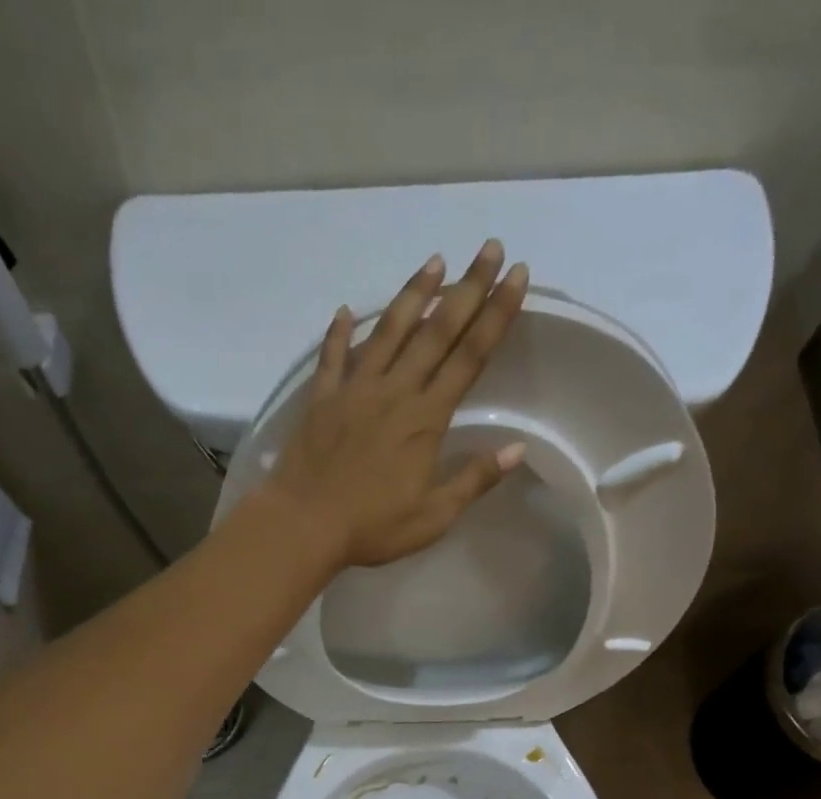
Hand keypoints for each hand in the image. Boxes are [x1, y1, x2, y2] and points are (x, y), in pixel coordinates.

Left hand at [261, 240, 529, 568]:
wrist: (304, 525)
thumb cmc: (372, 527)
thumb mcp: (433, 516)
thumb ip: (474, 480)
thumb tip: (517, 449)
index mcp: (425, 419)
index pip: (469, 357)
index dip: (496, 315)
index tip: (517, 277)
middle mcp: (394, 392)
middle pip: (436, 331)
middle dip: (467, 288)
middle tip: (489, 248)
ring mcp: (354, 391)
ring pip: (388, 332)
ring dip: (413, 294)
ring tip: (434, 262)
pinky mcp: (321, 399)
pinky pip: (332, 357)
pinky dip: (340, 333)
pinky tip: (345, 311)